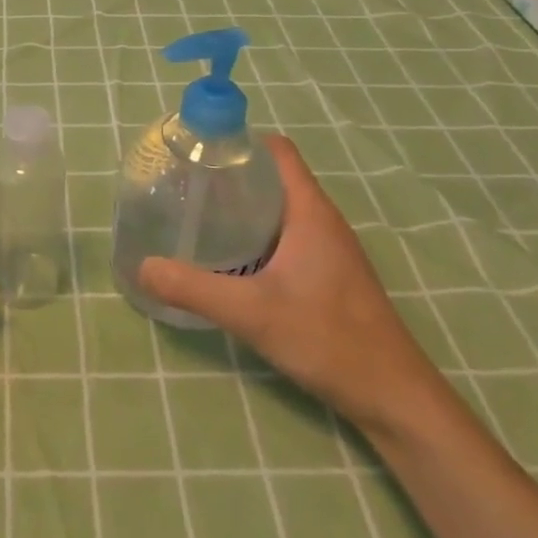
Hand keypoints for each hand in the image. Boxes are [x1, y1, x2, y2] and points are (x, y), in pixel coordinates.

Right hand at [137, 135, 437, 431]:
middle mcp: (322, 220)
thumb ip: (194, 288)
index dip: (240, 141)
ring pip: (279, 209)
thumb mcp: (252, 312)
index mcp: (310, 211)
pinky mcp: (329, 274)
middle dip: (231, 174)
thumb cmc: (329, 340)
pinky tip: (230, 258)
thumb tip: (142, 267)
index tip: (198, 151)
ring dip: (243, 206)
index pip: (277, 151)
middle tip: (186, 185)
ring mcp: (329, 249)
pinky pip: (287, 236)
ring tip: (199, 216)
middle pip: (274, 177)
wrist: (394, 397)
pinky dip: (257, 234)